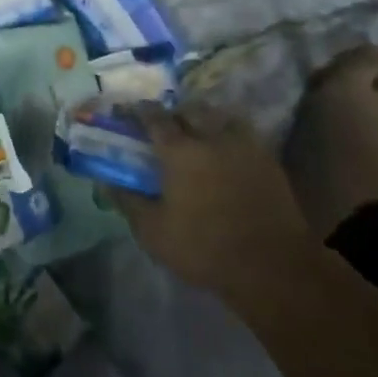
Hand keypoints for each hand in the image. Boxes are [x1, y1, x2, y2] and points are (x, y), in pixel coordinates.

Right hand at [112, 104, 314, 293]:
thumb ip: (128, 202)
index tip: (129, 110)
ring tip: (199, 129)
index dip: (139, 111)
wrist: (272, 266)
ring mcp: (244, 147)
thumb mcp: (153, 232)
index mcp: (180, 151)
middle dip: (174, 111)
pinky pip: (245, 133)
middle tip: (165, 123)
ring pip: (221, 116)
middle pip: (190, 110)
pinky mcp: (269, 161)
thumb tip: (106, 182)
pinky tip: (227, 148)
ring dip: (206, 117)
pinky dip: (230, 133)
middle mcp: (211, 138)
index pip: (155, 118)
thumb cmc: (204, 248)